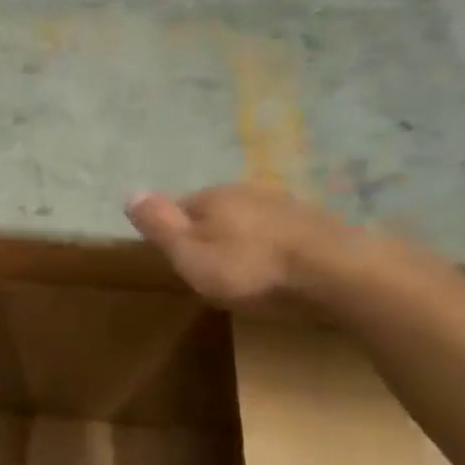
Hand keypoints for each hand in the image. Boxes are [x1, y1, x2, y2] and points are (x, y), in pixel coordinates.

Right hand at [125, 185, 351, 312]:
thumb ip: (160, 225)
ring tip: (241, 270)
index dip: (174, 232)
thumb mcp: (191, 254)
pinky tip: (275, 267)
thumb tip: (129, 191)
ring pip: (250, 219)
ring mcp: (286, 205)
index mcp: (214, 197)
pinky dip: (271, 246)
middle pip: (217, 211)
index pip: (181, 207)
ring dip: (243, 239)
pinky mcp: (316, 224)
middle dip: (210, 234)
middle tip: (206, 269)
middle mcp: (249, 191)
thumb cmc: (250, 269)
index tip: (175, 259)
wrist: (335, 273)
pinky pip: (280, 232)